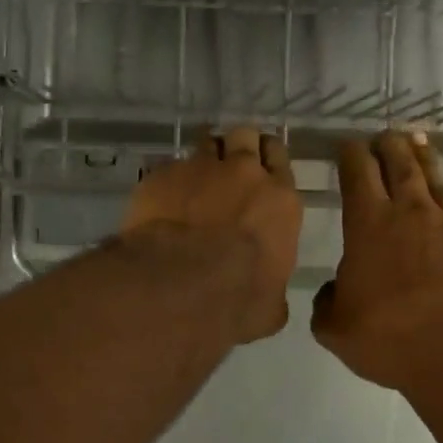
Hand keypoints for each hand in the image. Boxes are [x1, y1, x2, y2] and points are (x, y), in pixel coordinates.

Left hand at [121, 127, 301, 342]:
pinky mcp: (161, 175)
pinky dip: (169, 180)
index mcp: (280, 201)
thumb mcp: (271, 306)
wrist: (180, 286)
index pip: (279, 158)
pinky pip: (169, 167)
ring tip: (195, 177)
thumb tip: (269, 298)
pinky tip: (162, 201)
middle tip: (229, 166)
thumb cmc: (238, 300)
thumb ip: (273, 289)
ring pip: (207, 142)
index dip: (268, 160)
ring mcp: (200, 168)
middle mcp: (244, 173)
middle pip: (245, 136)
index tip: (260, 169)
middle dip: (238, 146)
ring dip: (204, 156)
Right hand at [312, 132, 442, 390]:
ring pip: (431, 178)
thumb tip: (334, 289)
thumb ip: (327, 303)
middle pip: (398, 164)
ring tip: (416, 141)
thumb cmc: (390, 336)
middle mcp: (408, 214)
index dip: (350, 155)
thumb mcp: (336, 328)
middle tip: (382, 136)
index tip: (346, 145)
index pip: (357, 174)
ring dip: (420, 157)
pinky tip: (441, 195)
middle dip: (387, 146)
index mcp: (368, 224)